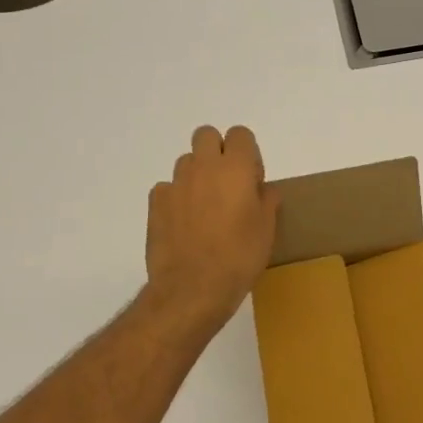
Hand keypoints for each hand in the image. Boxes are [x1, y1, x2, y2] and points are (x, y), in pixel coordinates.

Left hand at [145, 125, 279, 329]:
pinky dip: (177, 198)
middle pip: (206, 135)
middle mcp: (203, 167)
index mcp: (235, 168)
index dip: (248, 153)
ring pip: (186, 161)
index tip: (252, 181)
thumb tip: (261, 189)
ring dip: (197, 175)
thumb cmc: (239, 256)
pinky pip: (168, 188)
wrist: (192, 288)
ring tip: (205, 208)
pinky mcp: (156, 203)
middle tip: (227, 184)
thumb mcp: (267, 229)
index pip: (240, 134)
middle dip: (217, 151)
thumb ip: (267, 199)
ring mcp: (175, 184)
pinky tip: (184, 224)